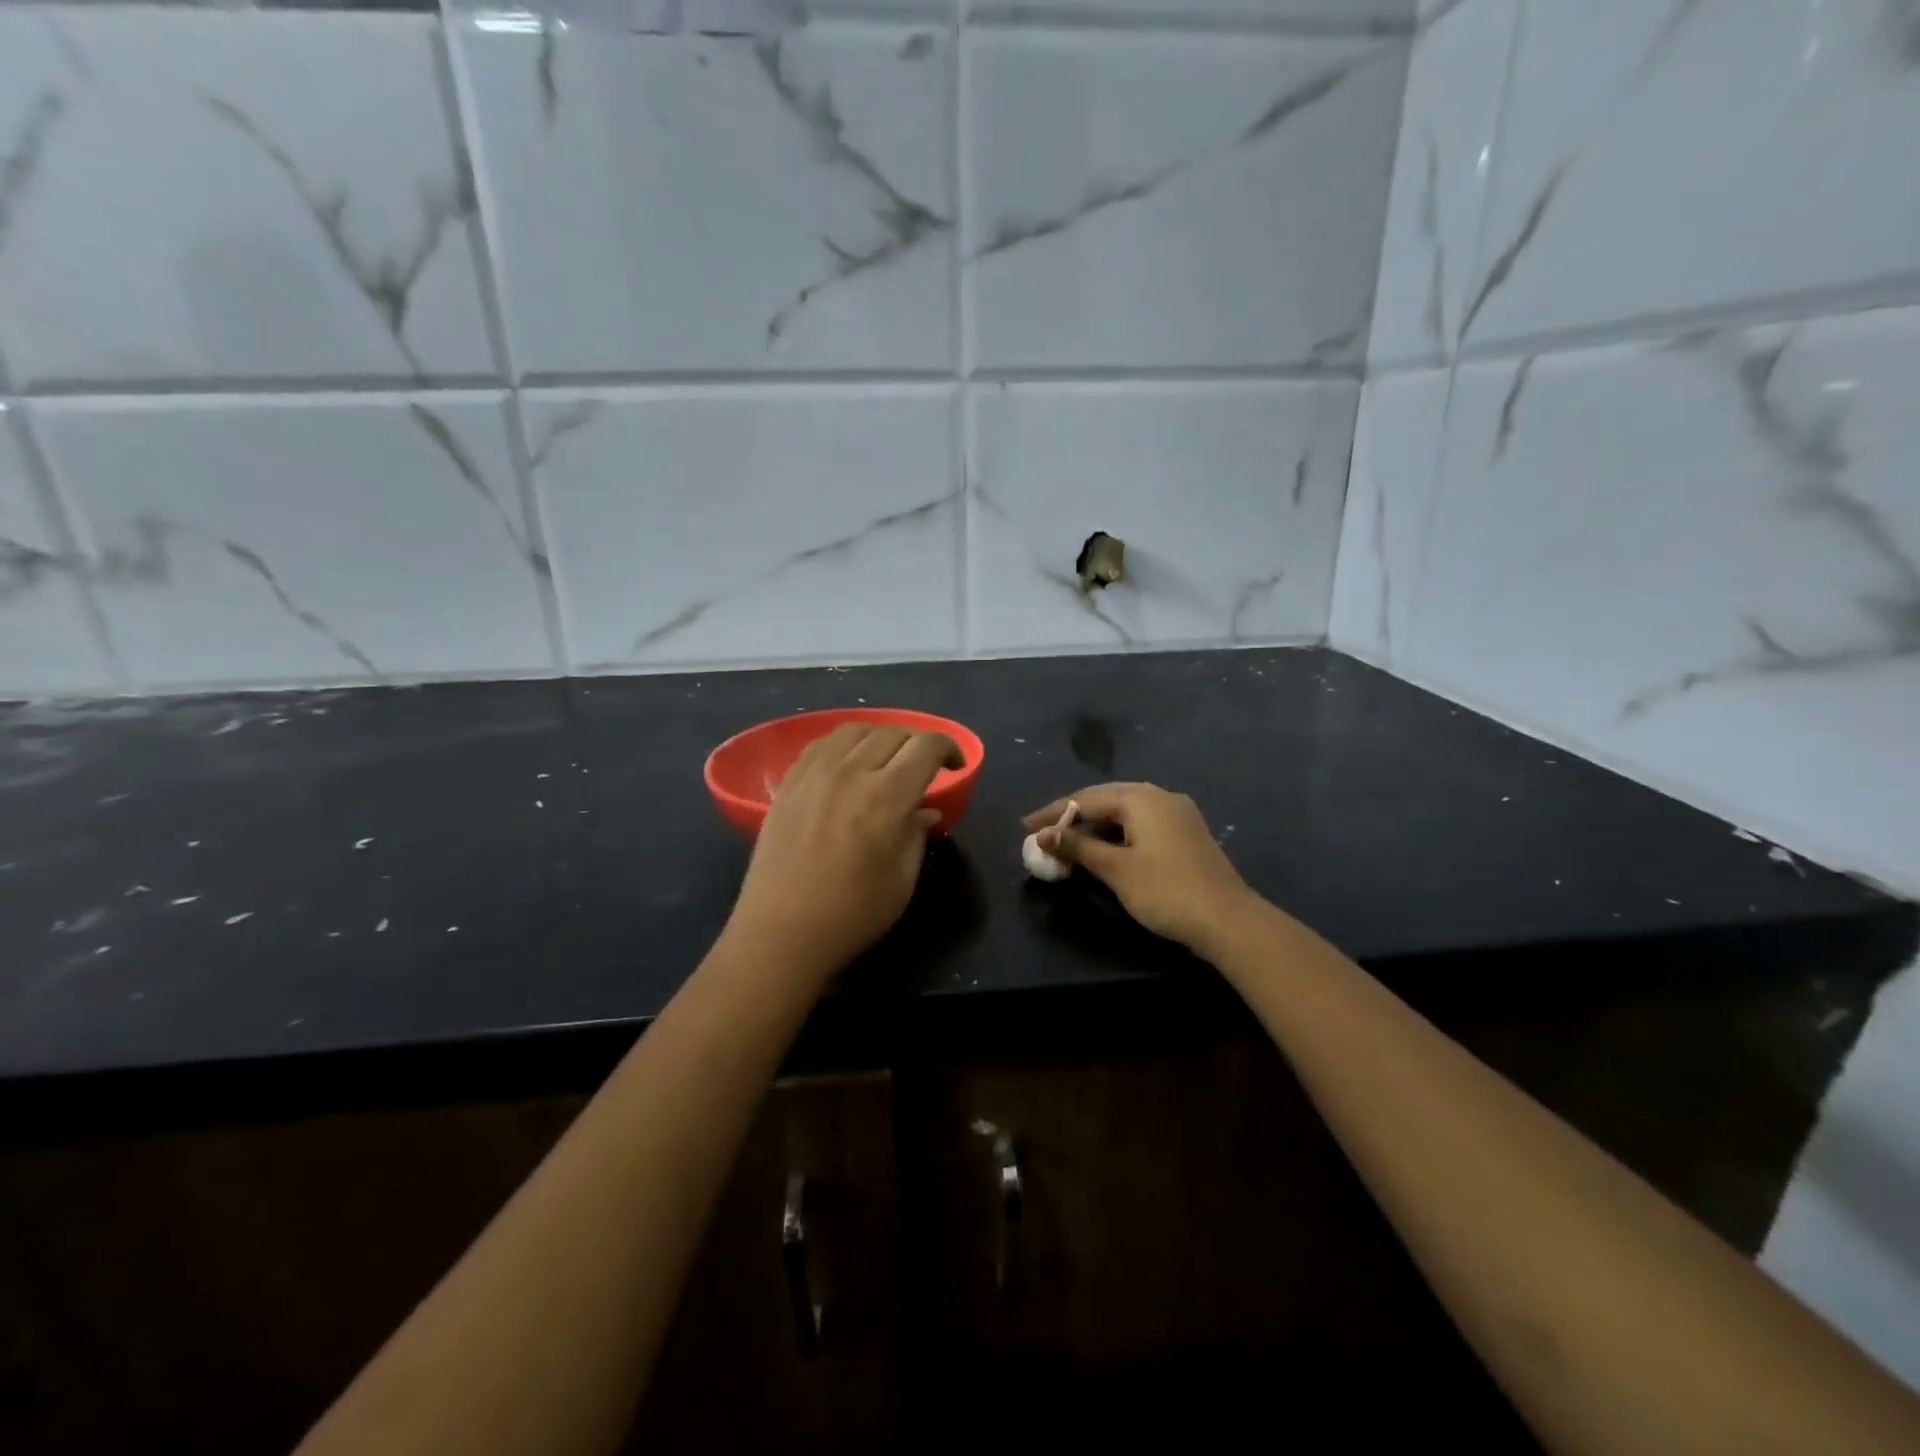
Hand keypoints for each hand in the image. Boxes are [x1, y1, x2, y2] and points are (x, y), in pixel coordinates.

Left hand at [728, 724, 961, 978]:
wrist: (781, 932)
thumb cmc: (851, 914)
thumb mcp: (902, 880)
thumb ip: (917, 835)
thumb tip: (926, 811)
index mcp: (888, 796)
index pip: (926, 746)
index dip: (948, 747)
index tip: (955, 764)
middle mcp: (852, 772)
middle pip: (893, 733)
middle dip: (917, 743)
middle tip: (923, 767)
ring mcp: (815, 773)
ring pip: (856, 730)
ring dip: (880, 738)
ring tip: (885, 760)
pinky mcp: (789, 783)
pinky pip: (821, 744)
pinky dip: (844, 744)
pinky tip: (847, 764)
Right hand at [1023, 783, 1259, 958]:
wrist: (1228, 920)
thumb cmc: (1165, 891)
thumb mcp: (1115, 869)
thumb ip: (1078, 847)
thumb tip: (1043, 835)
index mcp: (1140, 798)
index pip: (1085, 799)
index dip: (1052, 814)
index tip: (1025, 828)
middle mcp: (1159, 796)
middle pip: (1105, 800)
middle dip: (1072, 817)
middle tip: (1042, 833)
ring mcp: (1177, 813)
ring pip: (1125, 812)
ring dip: (1095, 826)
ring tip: (1068, 844)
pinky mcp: (1186, 832)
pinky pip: (1141, 823)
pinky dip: (1117, 834)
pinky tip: (1105, 849)